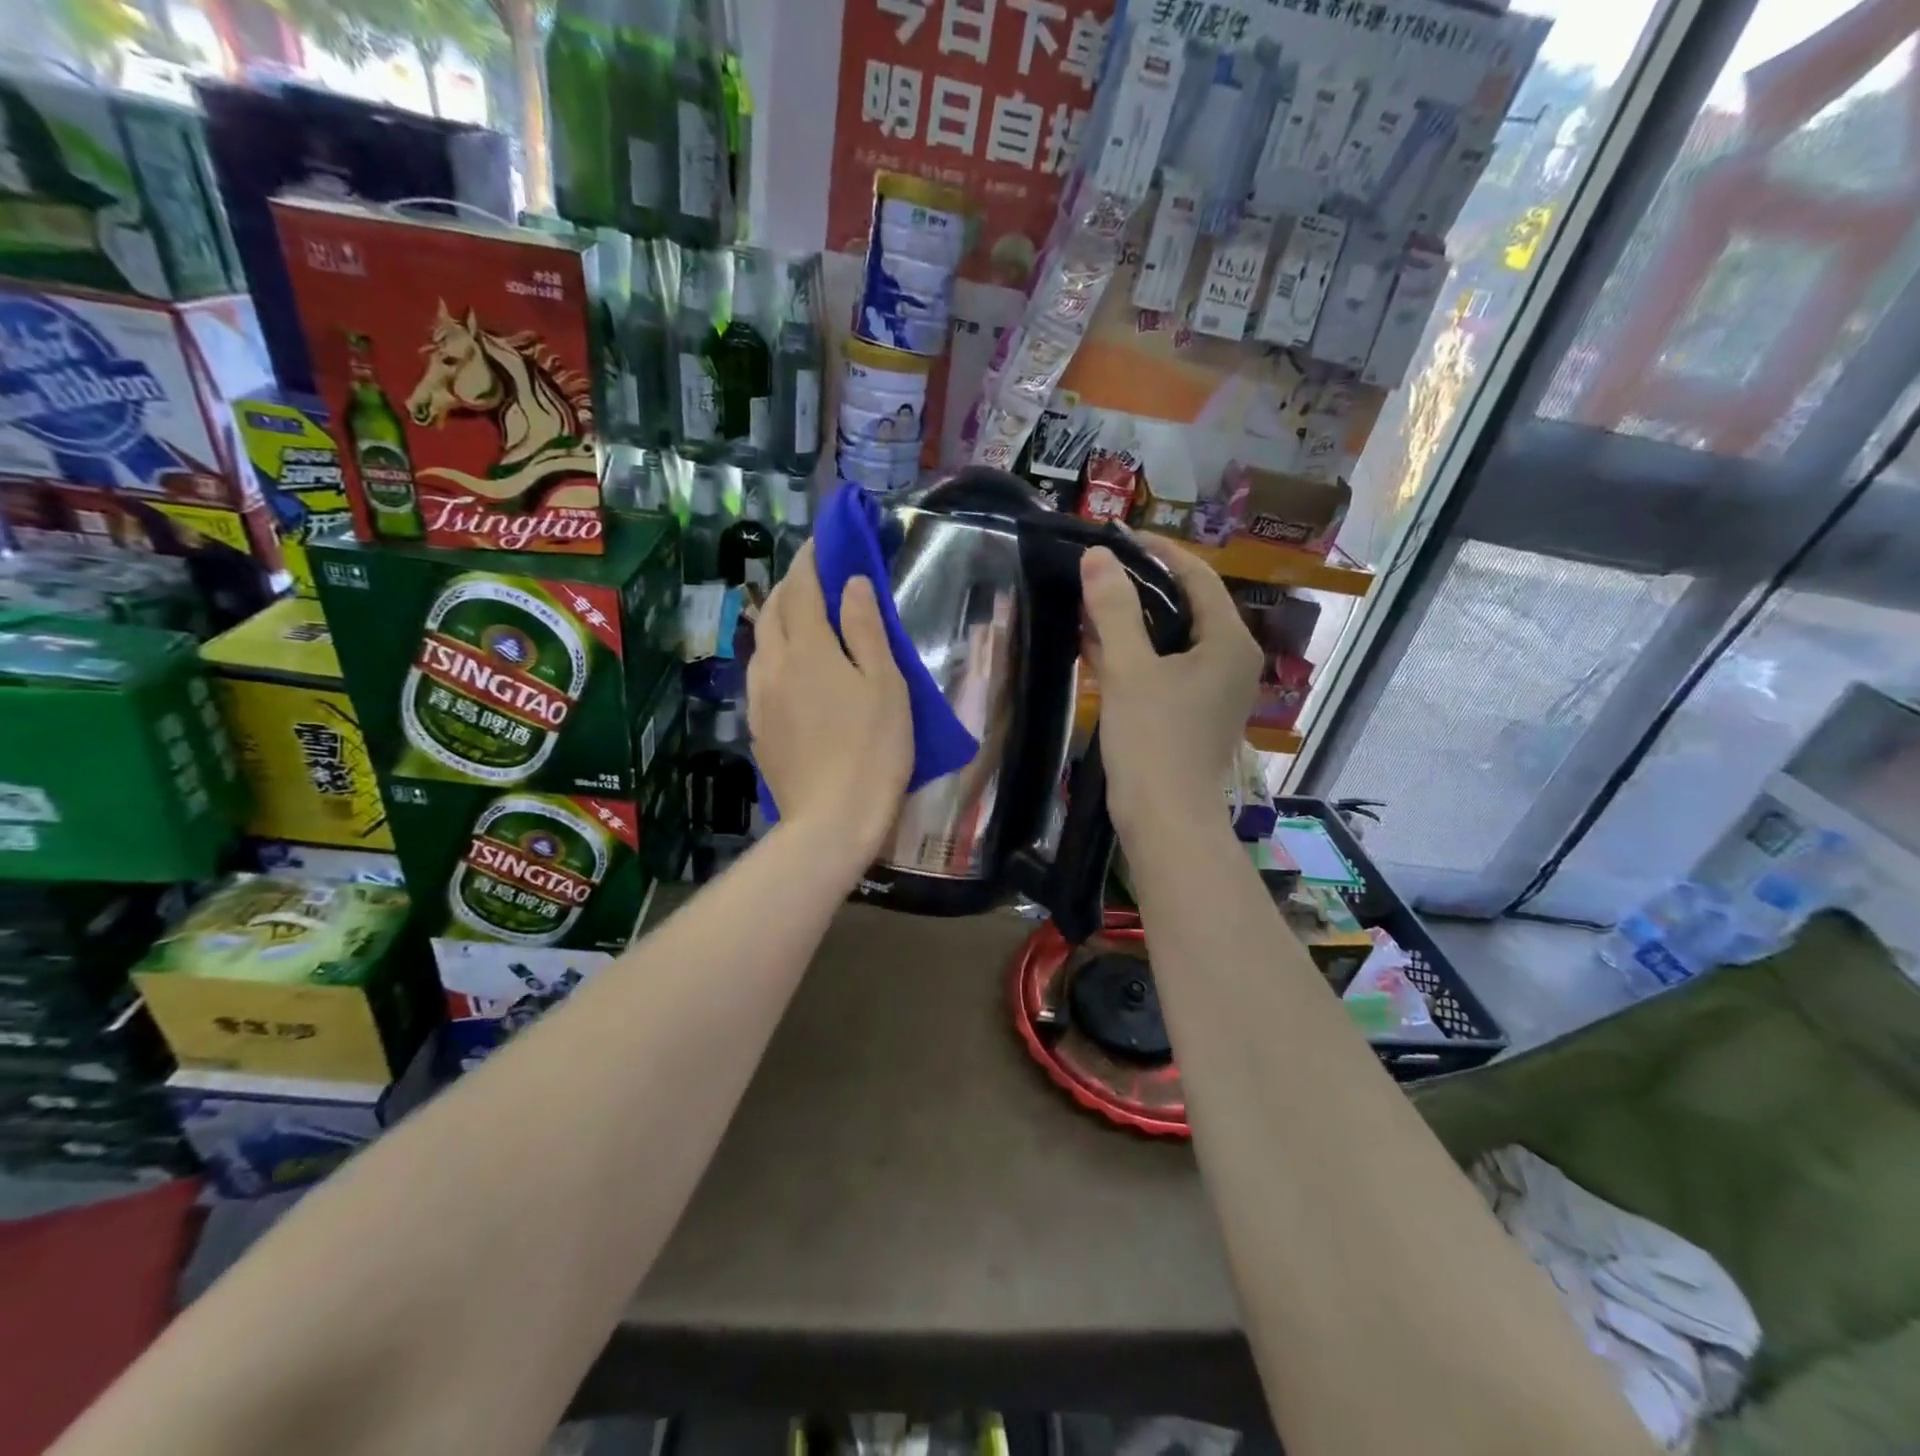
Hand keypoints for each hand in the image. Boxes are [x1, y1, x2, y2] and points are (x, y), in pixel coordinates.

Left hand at [748, 541, 912, 865]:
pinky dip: (775, 652)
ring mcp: (759, 697)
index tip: (824, 543)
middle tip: (816, 577)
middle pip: (774, 609)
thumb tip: (851, 583)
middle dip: (792, 585)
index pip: (803, 588)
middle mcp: (773, 664)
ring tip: (802, 617)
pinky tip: (791, 667)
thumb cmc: (873, 750)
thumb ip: (865, 629)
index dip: (812, 560)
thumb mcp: (885, 685)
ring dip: (779, 618)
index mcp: (807, 648)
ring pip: (762, 641)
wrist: (831, 819)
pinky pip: (760, 672)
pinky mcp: (757, 726)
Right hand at [1081, 534, 1262, 836]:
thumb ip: (1114, 609)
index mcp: (1228, 640)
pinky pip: (1163, 667)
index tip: (1114, 537)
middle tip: (1096, 568)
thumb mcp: (1130, 669)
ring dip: (1132, 620)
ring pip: (1171, 638)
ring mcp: (1211, 689)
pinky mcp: (1190, 712)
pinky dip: (1134, 653)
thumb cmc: (1153, 741)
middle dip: (1140, 585)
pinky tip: (1095, 644)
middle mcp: (1229, 659)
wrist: (1166, 821)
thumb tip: (1099, 555)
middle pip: (1185, 604)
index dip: (1156, 551)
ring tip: (1088, 600)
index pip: (1196, 575)